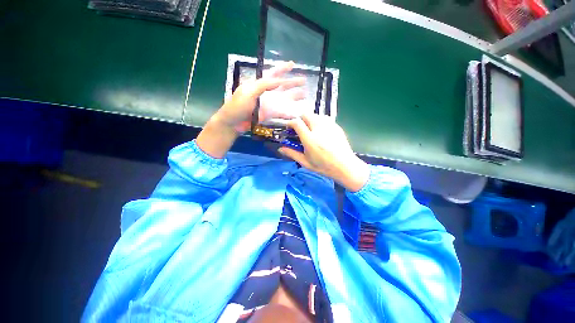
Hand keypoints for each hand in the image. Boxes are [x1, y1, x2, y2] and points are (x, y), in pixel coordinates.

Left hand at [214, 61, 305, 132]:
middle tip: (304, 80)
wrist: (233, 123)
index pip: (273, 74)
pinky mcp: (269, 114)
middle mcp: (266, 93)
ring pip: (284, 99)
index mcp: (259, 84)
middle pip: (282, 86)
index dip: (282, 69)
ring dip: (294, 97)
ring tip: (304, 94)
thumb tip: (279, 81)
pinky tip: (296, 113)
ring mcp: (268, 104)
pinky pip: (281, 113)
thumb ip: (263, 85)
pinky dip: (289, 113)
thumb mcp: (248, 92)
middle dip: (293, 83)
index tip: (292, 64)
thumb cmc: (237, 106)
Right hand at [278, 114, 369, 191]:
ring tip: (310, 129)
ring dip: (309, 119)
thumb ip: (292, 153)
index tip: (289, 127)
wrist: (345, 166)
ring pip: (315, 115)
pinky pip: (325, 118)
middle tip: (299, 128)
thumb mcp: (306, 162)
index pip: (297, 123)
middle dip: (300, 119)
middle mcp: (319, 129)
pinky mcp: (336, 126)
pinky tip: (320, 130)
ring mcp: (329, 126)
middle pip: (306, 115)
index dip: (290, 122)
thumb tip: (280, 148)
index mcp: (310, 139)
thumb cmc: (324, 166)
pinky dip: (319, 121)